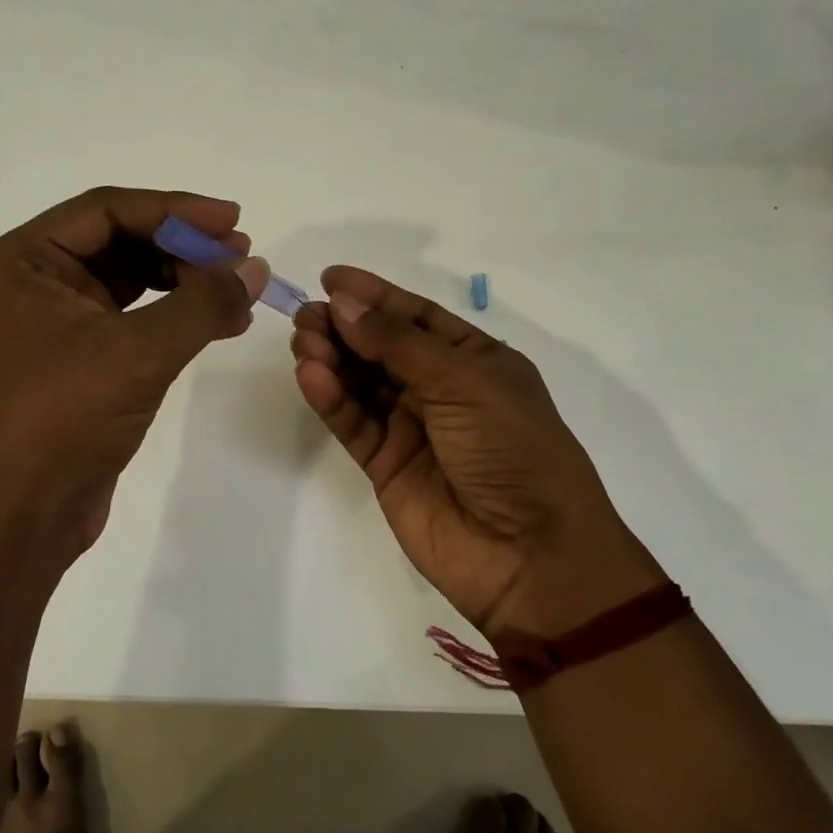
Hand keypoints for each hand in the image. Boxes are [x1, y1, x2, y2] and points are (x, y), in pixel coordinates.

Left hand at [0, 187, 269, 557]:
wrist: (31, 510)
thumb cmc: (68, 417)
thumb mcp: (141, 351)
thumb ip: (203, 301)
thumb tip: (255, 267)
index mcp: (21, 260)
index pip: (107, 211)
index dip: (175, 210)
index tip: (232, 219)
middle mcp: (31, 279)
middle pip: (120, 240)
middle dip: (183, 247)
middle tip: (241, 256)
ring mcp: (54, 317)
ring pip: (131, 277)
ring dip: (186, 280)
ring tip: (239, 289)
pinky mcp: (79, 353)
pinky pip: (134, 314)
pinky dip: (177, 314)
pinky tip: (223, 320)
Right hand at [291, 267, 662, 636]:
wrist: (529, 554)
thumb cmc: (511, 449)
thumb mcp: (464, 382)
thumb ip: (398, 343)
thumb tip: (344, 303)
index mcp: (475, 361)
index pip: (416, 317)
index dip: (375, 295)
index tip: (331, 278)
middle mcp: (441, 389)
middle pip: (382, 348)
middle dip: (345, 326)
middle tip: (307, 314)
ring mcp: (412, 428)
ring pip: (361, 382)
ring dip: (332, 358)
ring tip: (303, 340)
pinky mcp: (385, 464)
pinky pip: (353, 422)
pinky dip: (331, 398)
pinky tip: (310, 375)